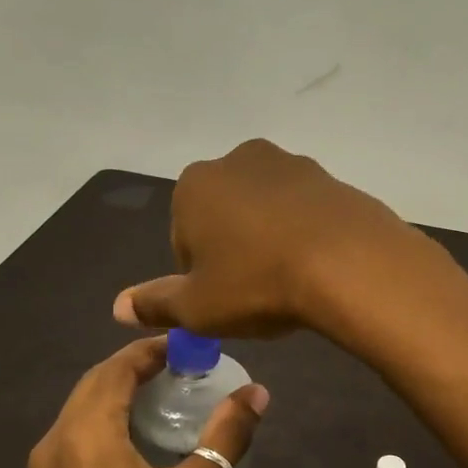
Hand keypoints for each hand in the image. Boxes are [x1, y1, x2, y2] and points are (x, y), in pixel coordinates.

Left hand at [26, 338, 267, 467]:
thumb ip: (225, 437)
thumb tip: (257, 393)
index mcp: (85, 434)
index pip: (115, 369)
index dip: (149, 350)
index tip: (187, 345)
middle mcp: (54, 442)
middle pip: (93, 385)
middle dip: (133, 368)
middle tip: (181, 366)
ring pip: (80, 411)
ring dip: (116, 393)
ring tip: (163, 394)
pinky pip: (73, 437)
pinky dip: (103, 421)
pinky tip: (134, 439)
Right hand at [112, 139, 429, 338]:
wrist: (348, 262)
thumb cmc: (257, 283)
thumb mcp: (197, 307)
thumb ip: (156, 303)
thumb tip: (119, 306)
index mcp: (195, 185)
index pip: (184, 236)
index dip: (201, 274)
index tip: (224, 298)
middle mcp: (238, 160)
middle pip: (224, 215)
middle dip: (235, 249)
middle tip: (257, 291)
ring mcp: (289, 164)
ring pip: (266, 210)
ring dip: (270, 239)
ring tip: (291, 280)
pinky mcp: (330, 177)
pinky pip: (305, 210)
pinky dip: (305, 233)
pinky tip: (319, 265)